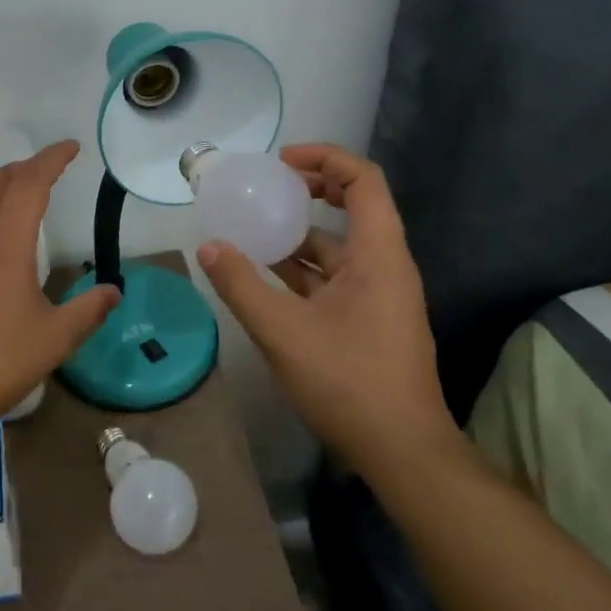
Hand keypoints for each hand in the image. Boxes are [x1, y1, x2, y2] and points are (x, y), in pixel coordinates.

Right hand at [196, 143, 455, 465]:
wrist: (402, 452)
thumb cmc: (349, 382)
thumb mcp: (283, 331)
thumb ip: (242, 285)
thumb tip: (208, 247)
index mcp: (378, 256)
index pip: (363, 181)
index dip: (325, 158)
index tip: (282, 163)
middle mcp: (384, 266)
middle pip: (354, 207)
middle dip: (311, 190)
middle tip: (266, 189)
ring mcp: (379, 296)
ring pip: (338, 248)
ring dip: (299, 235)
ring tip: (253, 230)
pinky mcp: (368, 321)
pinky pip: (333, 278)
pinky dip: (302, 270)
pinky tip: (265, 277)